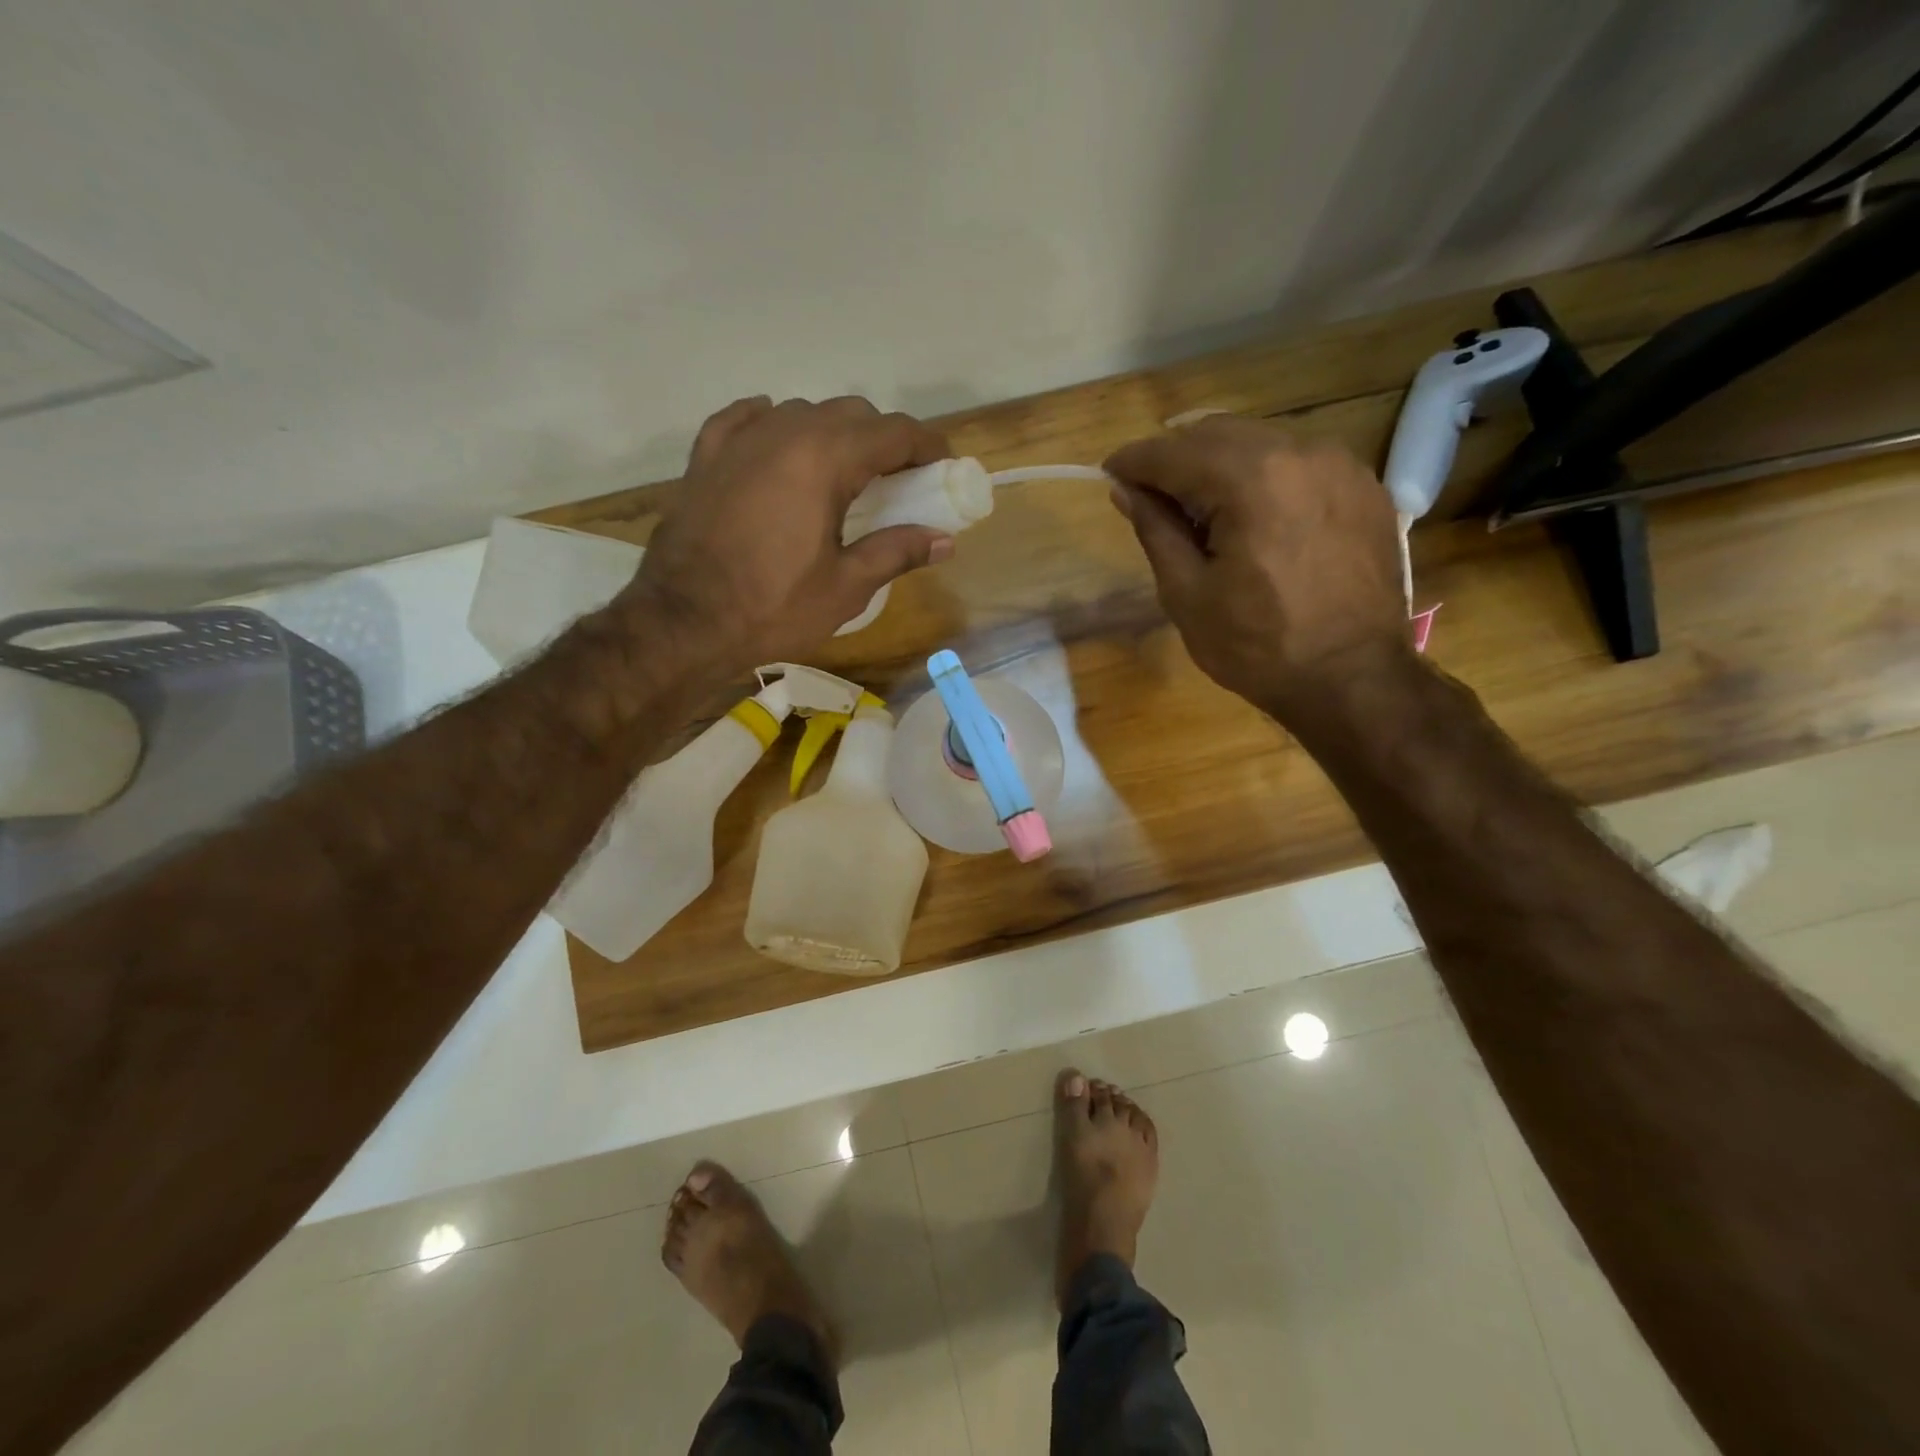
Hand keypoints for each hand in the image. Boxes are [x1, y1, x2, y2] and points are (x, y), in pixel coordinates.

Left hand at [622, 395, 953, 676]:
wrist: (683, 623)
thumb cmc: (772, 608)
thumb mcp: (846, 587)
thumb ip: (897, 552)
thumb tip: (945, 540)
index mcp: (823, 459)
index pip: (892, 432)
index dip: (926, 445)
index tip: (943, 466)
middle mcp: (783, 433)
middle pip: (850, 414)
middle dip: (883, 440)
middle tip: (898, 481)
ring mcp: (739, 440)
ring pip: (801, 413)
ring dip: (832, 433)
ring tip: (842, 473)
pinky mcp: (706, 457)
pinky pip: (745, 420)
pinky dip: (772, 424)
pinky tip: (779, 439)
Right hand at [1104, 417, 1413, 716]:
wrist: (1353, 679)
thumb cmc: (1257, 646)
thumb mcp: (1187, 594)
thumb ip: (1155, 529)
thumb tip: (1125, 490)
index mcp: (1251, 479)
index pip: (1175, 453)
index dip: (1135, 460)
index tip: (1109, 471)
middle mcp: (1300, 452)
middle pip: (1218, 433)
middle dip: (1176, 456)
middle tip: (1150, 493)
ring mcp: (1341, 466)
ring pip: (1261, 442)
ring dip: (1220, 463)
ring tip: (1201, 508)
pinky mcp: (1365, 488)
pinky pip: (1299, 462)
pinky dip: (1264, 475)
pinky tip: (1252, 515)